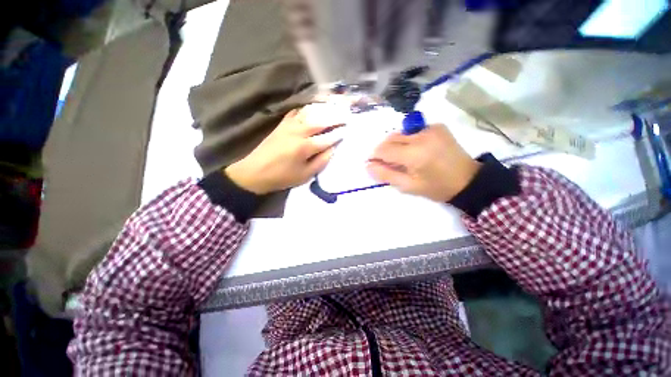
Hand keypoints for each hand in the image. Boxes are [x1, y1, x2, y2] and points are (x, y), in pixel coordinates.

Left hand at [225, 107, 341, 194]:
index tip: (348, 130)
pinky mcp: (281, 124)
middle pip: (320, 121)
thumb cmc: (282, 177)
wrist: (255, 172)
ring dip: (323, 110)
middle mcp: (298, 132)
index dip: (339, 134)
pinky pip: (296, 112)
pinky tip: (313, 108)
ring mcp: (289, 126)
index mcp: (305, 147)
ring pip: (309, 113)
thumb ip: (321, 161)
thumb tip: (333, 149)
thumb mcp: (305, 175)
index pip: (327, 138)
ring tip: (334, 107)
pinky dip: (306, 109)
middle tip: (346, 115)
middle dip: (335, 117)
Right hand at [367, 124, 480, 201]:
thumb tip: (368, 165)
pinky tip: (416, 150)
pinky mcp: (437, 126)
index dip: (376, 156)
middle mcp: (421, 136)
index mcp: (415, 155)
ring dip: (396, 145)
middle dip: (385, 150)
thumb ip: (386, 174)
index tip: (375, 164)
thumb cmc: (436, 187)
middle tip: (391, 163)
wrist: (468, 180)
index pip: (384, 150)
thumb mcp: (408, 186)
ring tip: (404, 158)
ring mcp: (430, 128)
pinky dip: (408, 140)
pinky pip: (413, 131)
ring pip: (400, 133)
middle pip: (391, 139)